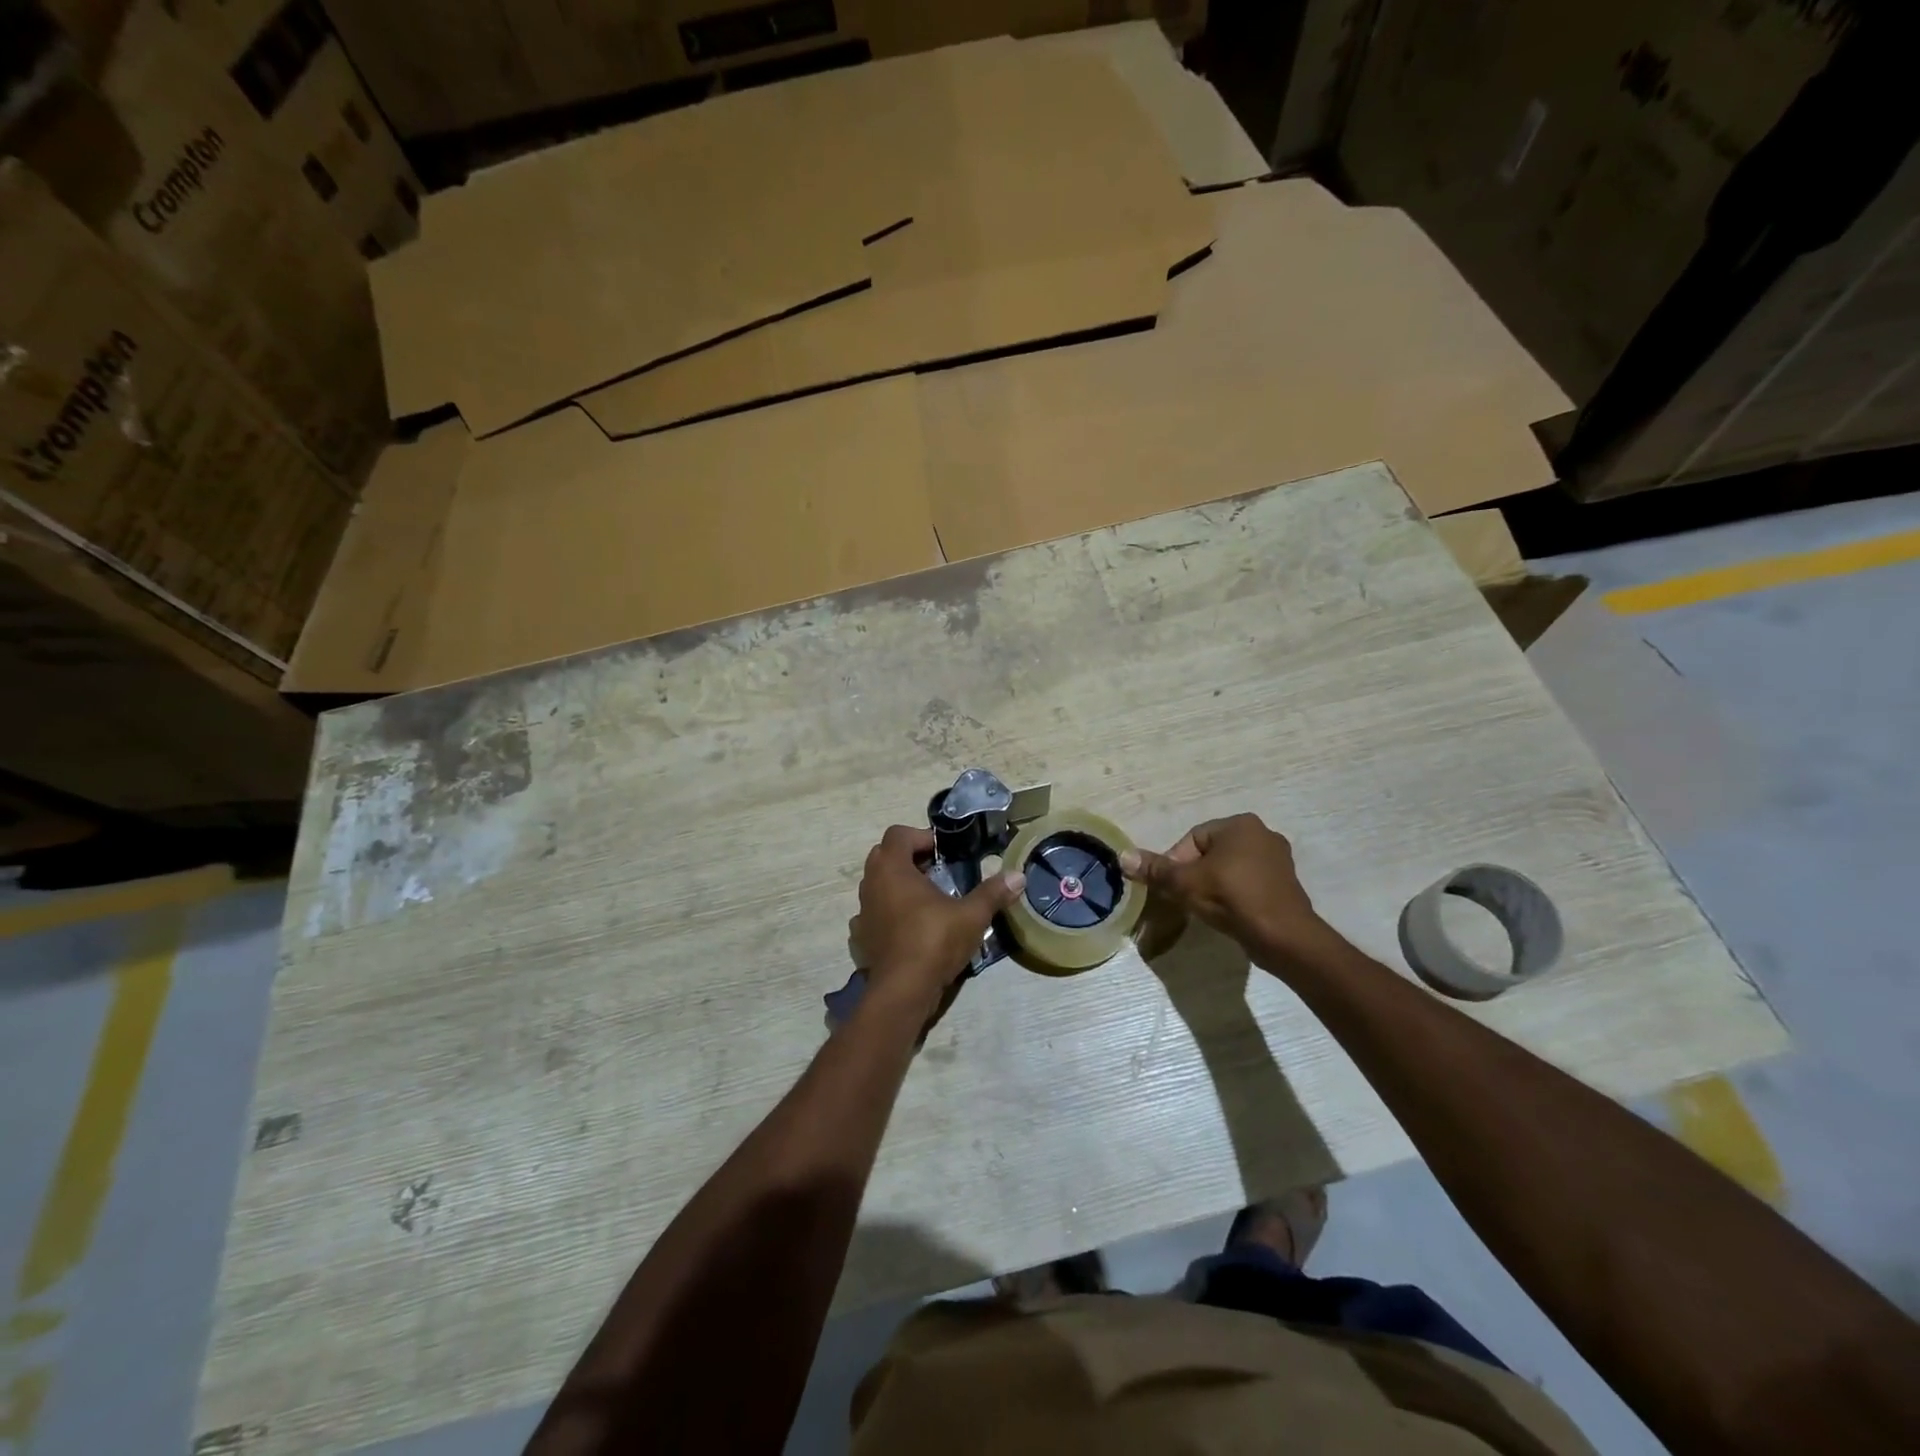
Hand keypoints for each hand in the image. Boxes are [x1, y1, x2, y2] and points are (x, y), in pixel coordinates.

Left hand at [850, 826, 1025, 1007]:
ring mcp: (863, 911)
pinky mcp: (862, 936)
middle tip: (937, 870)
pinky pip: (874, 912)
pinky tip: (909, 926)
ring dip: (898, 884)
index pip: (898, 834)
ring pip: (877, 884)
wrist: (902, 990)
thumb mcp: (971, 915)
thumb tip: (1019, 876)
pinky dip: (889, 912)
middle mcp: (871, 883)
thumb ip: (993, 893)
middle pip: (885, 855)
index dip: (922, 837)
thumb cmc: (934, 941)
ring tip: (927, 899)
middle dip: (910, 857)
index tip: (944, 852)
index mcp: (892, 868)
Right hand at [1120, 814, 1330, 964]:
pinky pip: (1248, 884)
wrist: (1284, 937)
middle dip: (1194, 875)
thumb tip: (1123, 857)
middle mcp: (1262, 834)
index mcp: (1240, 824)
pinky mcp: (1285, 885)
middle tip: (1185, 899)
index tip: (1172, 888)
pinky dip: (1234, 896)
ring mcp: (1278, 860)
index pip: (1193, 839)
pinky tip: (1228, 914)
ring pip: (1230, 869)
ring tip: (1204, 909)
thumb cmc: (1232, 898)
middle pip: (1211, 853)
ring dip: (1213, 886)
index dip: (1176, 863)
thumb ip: (1155, 869)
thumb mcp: (1185, 883)